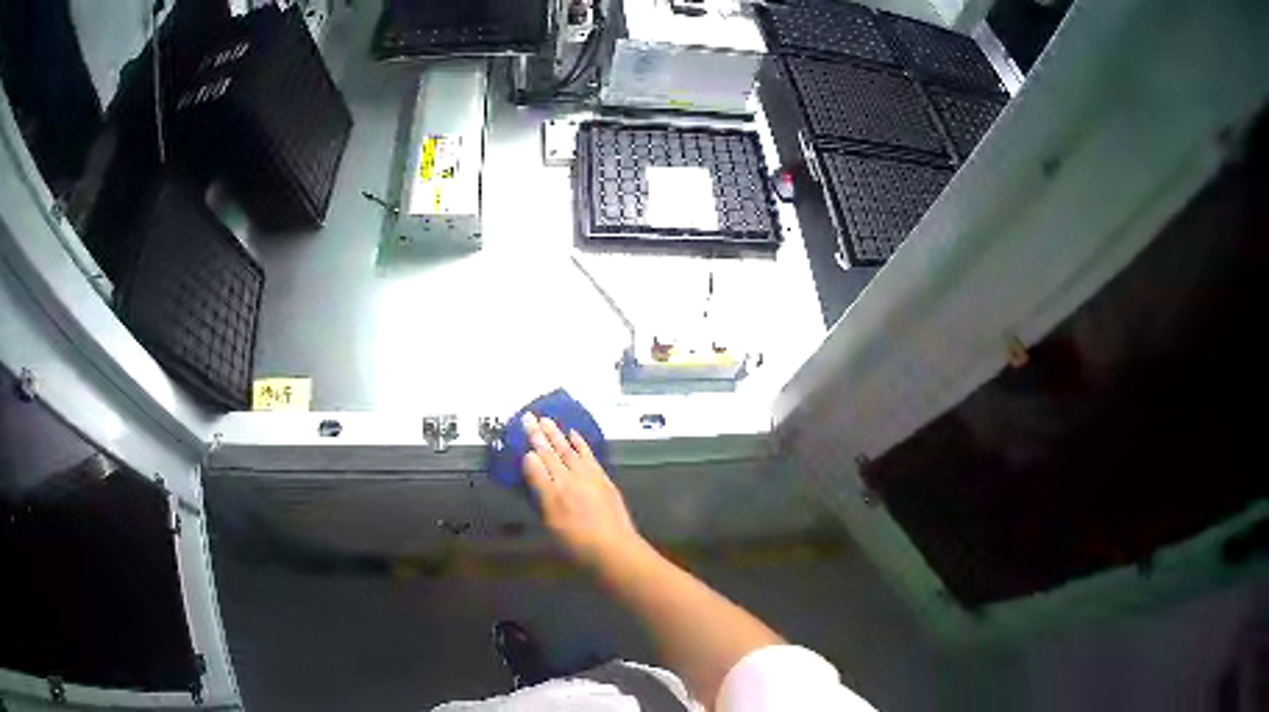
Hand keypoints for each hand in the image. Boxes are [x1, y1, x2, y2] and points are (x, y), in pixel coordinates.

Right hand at [521, 412, 642, 567]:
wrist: (613, 548)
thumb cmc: (577, 545)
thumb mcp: (551, 525)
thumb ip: (541, 496)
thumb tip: (533, 472)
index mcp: (551, 495)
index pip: (535, 467)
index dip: (527, 452)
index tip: (520, 437)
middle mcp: (568, 481)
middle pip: (550, 454)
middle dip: (538, 435)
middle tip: (528, 417)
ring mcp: (587, 477)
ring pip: (568, 450)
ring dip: (556, 434)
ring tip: (546, 419)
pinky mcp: (602, 479)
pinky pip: (588, 455)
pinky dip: (580, 443)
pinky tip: (573, 434)